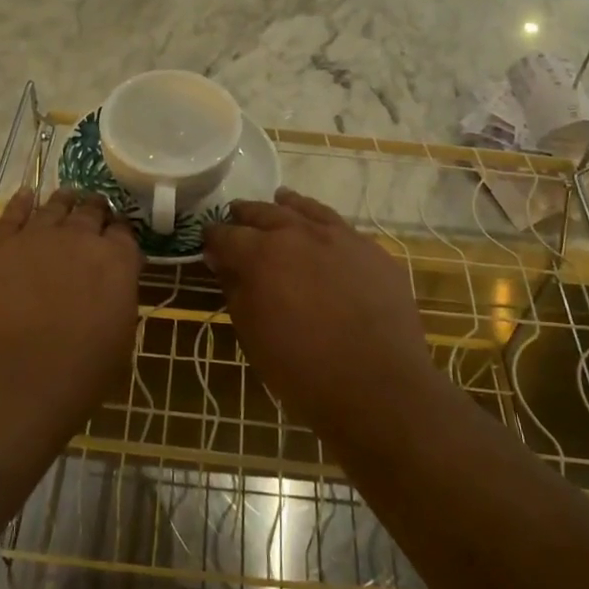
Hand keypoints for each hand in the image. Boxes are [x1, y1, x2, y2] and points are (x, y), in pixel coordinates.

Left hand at [0, 188, 141, 428]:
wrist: (11, 383)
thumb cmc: (77, 376)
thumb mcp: (120, 342)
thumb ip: (119, 302)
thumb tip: (112, 290)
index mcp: (117, 261)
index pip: (125, 232)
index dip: (121, 234)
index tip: (118, 239)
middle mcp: (80, 237)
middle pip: (91, 211)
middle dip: (96, 211)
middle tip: (95, 214)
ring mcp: (37, 236)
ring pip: (55, 205)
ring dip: (65, 201)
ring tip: (67, 198)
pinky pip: (13, 213)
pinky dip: (22, 201)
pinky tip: (27, 195)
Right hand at [203, 188, 435, 436]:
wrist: (379, 387)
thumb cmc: (303, 369)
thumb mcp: (252, 334)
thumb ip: (235, 290)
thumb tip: (223, 263)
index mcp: (261, 254)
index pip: (226, 234)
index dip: (213, 238)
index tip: (208, 244)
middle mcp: (298, 233)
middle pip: (263, 212)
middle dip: (245, 215)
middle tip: (236, 217)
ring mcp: (340, 237)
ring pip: (305, 209)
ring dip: (285, 206)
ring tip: (279, 201)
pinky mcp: (371, 250)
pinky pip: (339, 225)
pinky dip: (321, 221)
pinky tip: (321, 228)